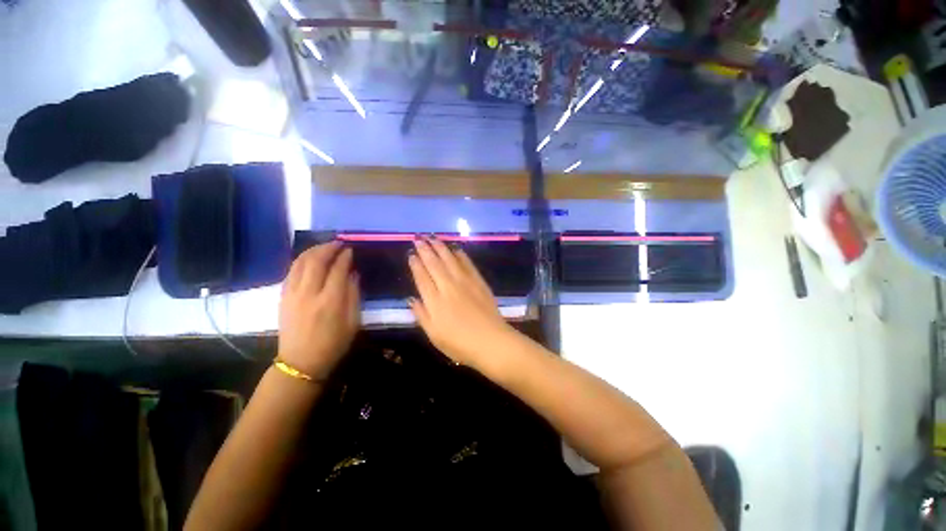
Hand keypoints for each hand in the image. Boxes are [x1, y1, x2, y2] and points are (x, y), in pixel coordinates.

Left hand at [278, 242, 359, 378]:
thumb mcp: (353, 322)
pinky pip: (291, 271)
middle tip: (339, 242)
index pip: (338, 270)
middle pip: (316, 261)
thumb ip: (354, 295)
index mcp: (330, 301)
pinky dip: (301, 260)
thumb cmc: (333, 344)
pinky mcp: (283, 297)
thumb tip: (353, 273)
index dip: (345, 257)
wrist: (300, 363)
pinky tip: (309, 259)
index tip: (351, 249)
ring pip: (300, 263)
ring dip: (313, 250)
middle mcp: (309, 293)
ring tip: (325, 246)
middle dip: (328, 248)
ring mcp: (292, 294)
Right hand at [407, 237, 518, 371]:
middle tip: (418, 238)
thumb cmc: (460, 344)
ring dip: (440, 247)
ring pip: (450, 259)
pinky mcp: (479, 281)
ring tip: (432, 237)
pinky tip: (455, 248)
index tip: (411, 254)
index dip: (416, 265)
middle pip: (434, 264)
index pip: (422, 278)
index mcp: (435, 301)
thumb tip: (411, 298)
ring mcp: (465, 282)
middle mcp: (448, 286)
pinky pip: (467, 264)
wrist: (491, 341)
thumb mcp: (434, 335)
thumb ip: (421, 315)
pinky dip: (460, 254)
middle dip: (425, 250)